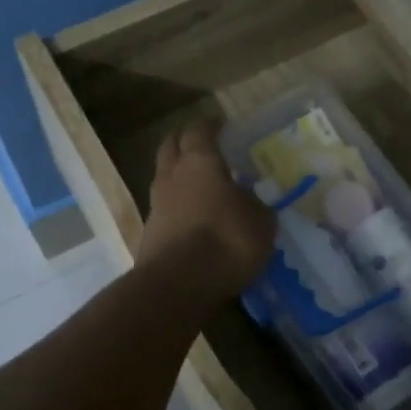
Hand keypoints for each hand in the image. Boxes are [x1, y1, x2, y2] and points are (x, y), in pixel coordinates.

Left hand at [139, 122, 274, 300]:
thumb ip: (256, 206)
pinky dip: (177, 205)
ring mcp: (156, 204)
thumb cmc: (227, 241)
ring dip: (178, 174)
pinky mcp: (150, 232)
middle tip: (202, 145)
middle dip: (184, 141)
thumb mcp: (260, 223)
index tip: (221, 125)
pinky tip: (193, 216)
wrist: (179, 284)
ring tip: (199, 183)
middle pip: (171, 146)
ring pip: (164, 176)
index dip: (210, 125)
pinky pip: (164, 207)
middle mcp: (172, 175)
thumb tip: (249, 200)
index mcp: (200, 162)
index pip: (199, 130)